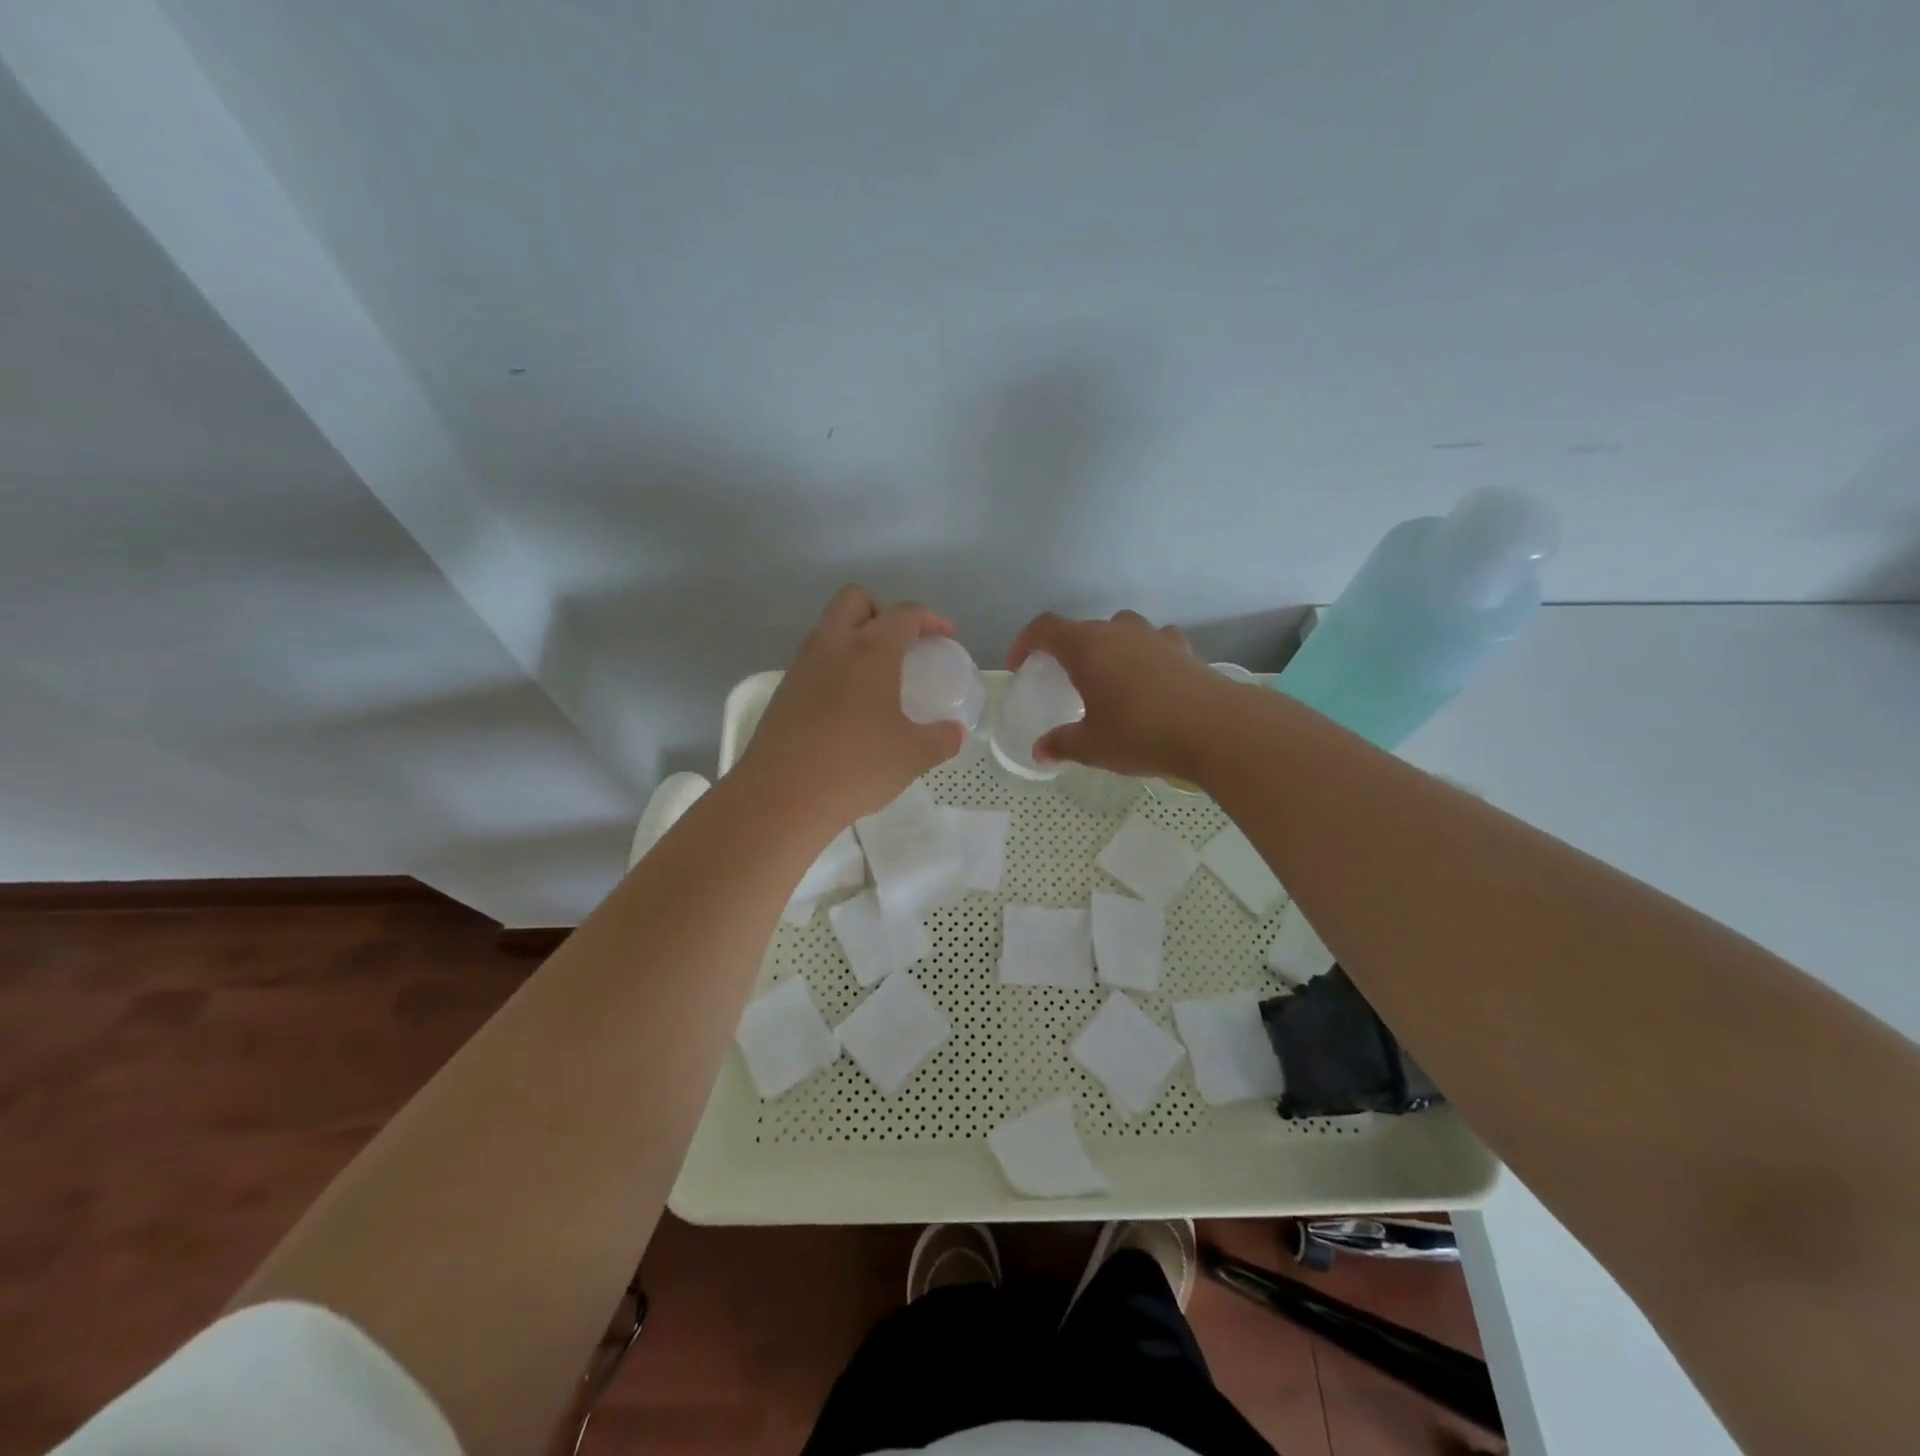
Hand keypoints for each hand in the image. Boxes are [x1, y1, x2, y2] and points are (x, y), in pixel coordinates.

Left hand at [738, 586, 966, 830]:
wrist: (781, 797)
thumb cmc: (856, 767)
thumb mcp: (912, 755)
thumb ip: (941, 739)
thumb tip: (955, 733)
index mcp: (870, 650)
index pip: (904, 614)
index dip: (931, 620)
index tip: (946, 637)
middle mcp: (832, 645)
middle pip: (856, 599)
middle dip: (884, 611)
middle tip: (904, 645)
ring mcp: (802, 666)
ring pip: (830, 628)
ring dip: (856, 637)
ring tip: (878, 676)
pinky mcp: (783, 691)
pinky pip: (815, 660)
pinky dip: (836, 666)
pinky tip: (849, 705)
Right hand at [1007, 610, 1228, 779]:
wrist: (1215, 728)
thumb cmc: (1141, 733)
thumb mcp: (1092, 746)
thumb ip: (1061, 744)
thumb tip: (1039, 752)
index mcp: (1086, 647)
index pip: (1045, 628)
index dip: (1026, 642)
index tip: (1020, 666)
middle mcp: (1118, 632)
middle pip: (1082, 628)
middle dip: (1065, 649)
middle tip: (1061, 679)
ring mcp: (1154, 637)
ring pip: (1120, 629)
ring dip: (1106, 646)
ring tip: (1106, 676)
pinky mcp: (1183, 649)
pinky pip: (1155, 642)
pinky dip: (1144, 653)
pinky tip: (1149, 677)